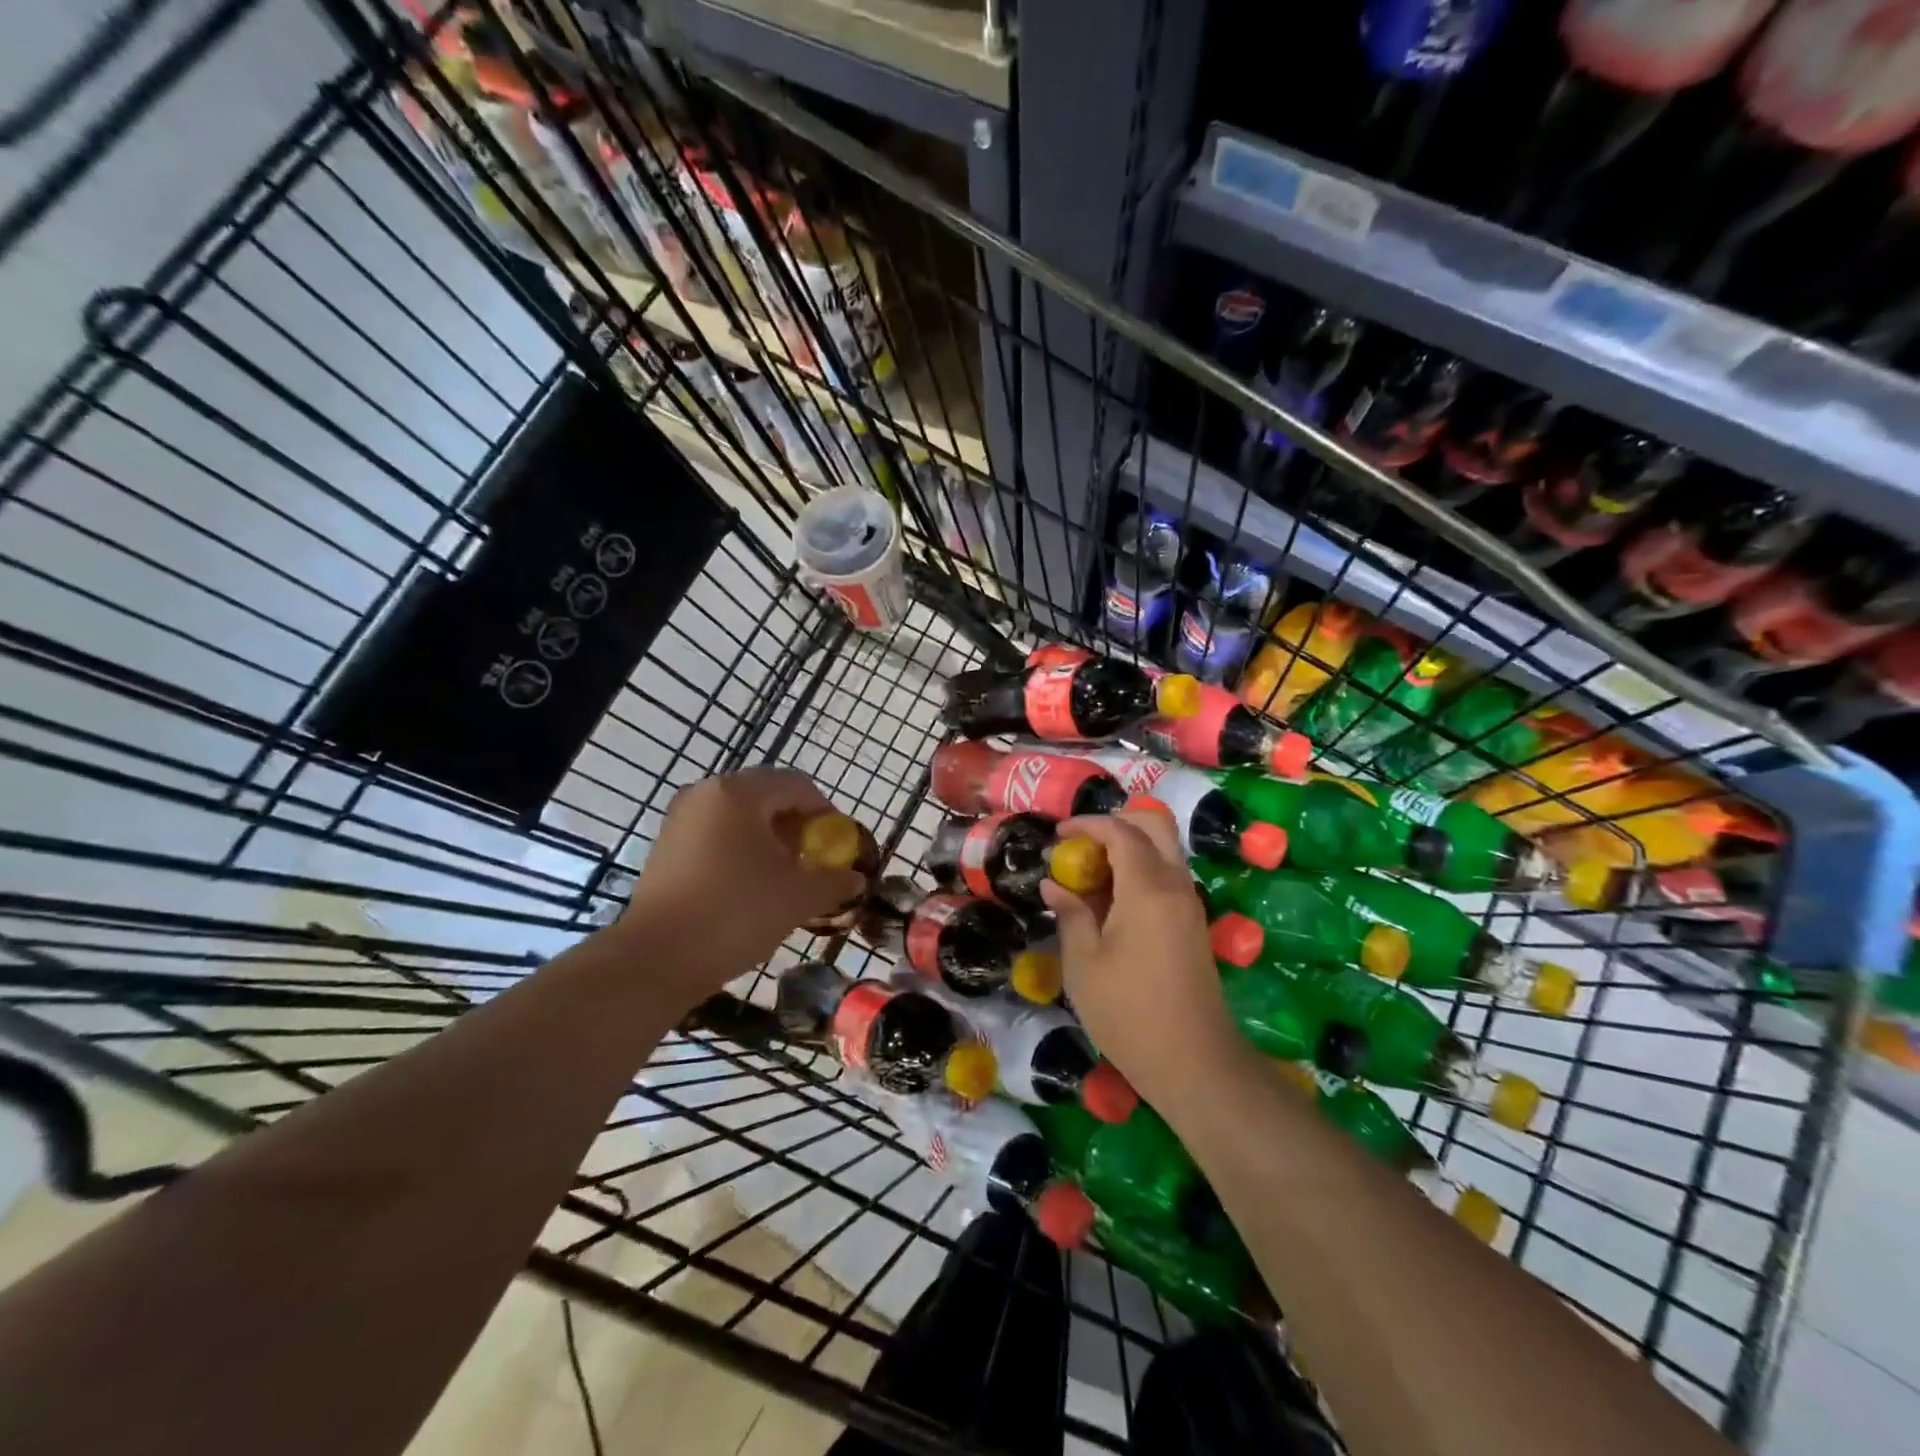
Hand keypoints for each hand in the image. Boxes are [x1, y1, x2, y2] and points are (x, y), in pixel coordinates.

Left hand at [621, 768, 868, 991]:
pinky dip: (742, 854)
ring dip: (771, 843)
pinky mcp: (667, 849)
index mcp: (738, 792)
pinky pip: (717, 838)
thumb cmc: (736, 913)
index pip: (797, 785)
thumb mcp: (798, 896)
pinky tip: (752, 889)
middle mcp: (705, 794)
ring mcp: (681, 821)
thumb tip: (856, 879)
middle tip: (814, 864)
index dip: (826, 813)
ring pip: (741, 820)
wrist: (656, 959)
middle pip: (767, 798)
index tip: (838, 847)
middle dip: (798, 829)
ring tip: (786, 880)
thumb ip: (834, 880)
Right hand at [1039, 809, 1242, 1109]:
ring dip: (1128, 848)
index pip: (1121, 831)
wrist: (1194, 1063)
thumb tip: (1053, 884)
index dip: (1087, 824)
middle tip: (1081, 845)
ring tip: (1089, 875)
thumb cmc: (1129, 1012)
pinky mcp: (1193, 924)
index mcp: (1148, 888)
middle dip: (1116, 823)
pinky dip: (1139, 871)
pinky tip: (1110, 902)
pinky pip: (1167, 876)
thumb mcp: (1084, 964)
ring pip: (1164, 850)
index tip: (1058, 834)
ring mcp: (1189, 904)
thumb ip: (1070, 914)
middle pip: (1155, 825)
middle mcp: (1175, 885)